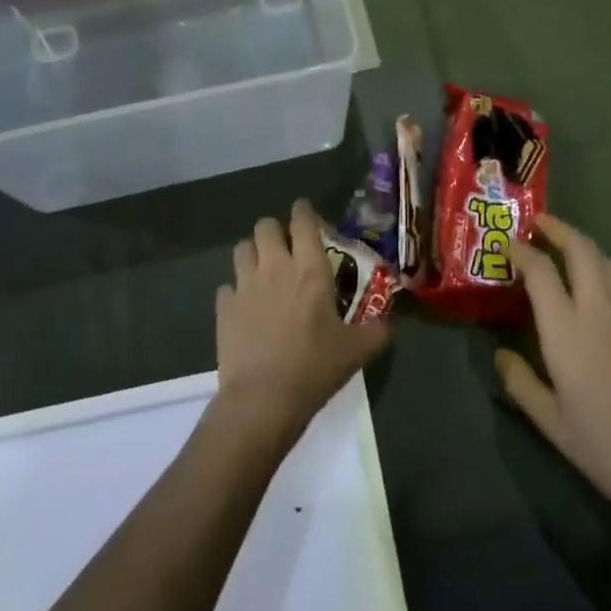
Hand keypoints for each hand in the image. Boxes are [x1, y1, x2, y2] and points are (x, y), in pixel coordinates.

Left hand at [216, 201, 388, 443]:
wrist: (263, 399)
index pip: (304, 222)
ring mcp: (245, 285)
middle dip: (274, 230)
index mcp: (310, 270)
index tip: (305, 212)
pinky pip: (226, 286)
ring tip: (261, 270)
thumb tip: (387, 323)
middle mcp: (275, 267)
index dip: (304, 211)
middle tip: (285, 247)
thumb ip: (376, 331)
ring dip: (252, 253)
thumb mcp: (356, 351)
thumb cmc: (314, 368)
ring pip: (241, 248)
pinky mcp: (223, 307)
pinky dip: (235, 291)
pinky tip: (244, 307)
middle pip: (265, 226)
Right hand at [496, 213, 610, 544]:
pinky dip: (605, 272)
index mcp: (566, 329)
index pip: (539, 269)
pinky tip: (600, 288)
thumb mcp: (549, 420)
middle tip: (539, 224)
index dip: (520, 250)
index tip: (507, 245)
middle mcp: (598, 309)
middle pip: (580, 248)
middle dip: (558, 229)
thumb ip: (520, 382)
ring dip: (582, 246)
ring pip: (606, 261)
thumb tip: (501, 356)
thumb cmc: (603, 444)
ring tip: (565, 248)